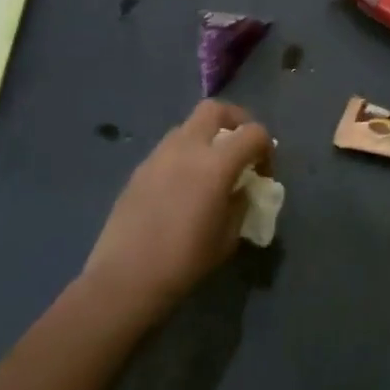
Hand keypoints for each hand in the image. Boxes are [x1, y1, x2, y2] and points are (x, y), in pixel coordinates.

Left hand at [82, 100, 273, 320]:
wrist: (124, 280)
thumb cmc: (184, 262)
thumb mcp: (228, 237)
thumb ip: (240, 203)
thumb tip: (241, 189)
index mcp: (216, 163)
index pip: (253, 133)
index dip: (266, 148)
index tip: (263, 173)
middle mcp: (187, 148)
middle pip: (216, 109)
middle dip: (235, 121)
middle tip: (239, 147)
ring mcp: (159, 155)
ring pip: (189, 126)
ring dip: (206, 137)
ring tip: (209, 168)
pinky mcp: (139, 169)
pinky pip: (169, 148)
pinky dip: (184, 155)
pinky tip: (182, 186)